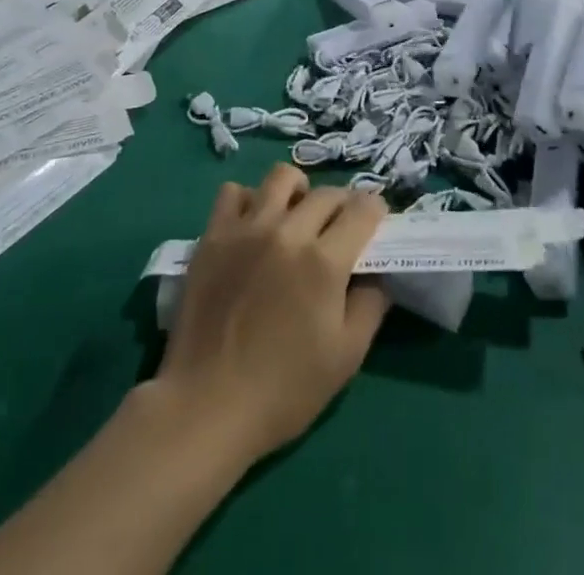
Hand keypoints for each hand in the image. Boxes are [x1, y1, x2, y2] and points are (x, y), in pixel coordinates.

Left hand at [151, 163, 388, 466]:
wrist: (206, 406)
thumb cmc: (283, 390)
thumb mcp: (346, 357)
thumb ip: (371, 304)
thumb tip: (377, 272)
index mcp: (324, 261)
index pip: (363, 209)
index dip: (376, 212)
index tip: (375, 224)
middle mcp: (288, 231)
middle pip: (327, 192)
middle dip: (343, 204)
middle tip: (339, 229)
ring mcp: (246, 228)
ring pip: (281, 177)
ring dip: (298, 191)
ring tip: (296, 216)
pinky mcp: (213, 235)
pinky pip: (234, 192)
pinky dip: (249, 200)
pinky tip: (253, 226)